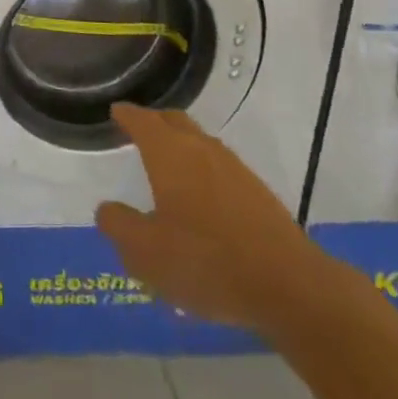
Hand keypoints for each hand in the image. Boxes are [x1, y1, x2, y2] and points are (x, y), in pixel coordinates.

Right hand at [95, 104, 332, 334]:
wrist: (290, 286)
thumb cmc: (206, 261)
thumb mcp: (146, 253)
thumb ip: (119, 226)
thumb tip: (107, 209)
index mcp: (169, 153)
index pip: (142, 120)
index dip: (126, 115)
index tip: (116, 112)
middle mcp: (201, 149)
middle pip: (174, 122)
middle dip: (154, 123)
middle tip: (138, 133)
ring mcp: (234, 168)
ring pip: (200, 143)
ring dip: (181, 147)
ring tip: (168, 167)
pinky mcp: (258, 192)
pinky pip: (219, 168)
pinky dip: (202, 171)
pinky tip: (201, 200)